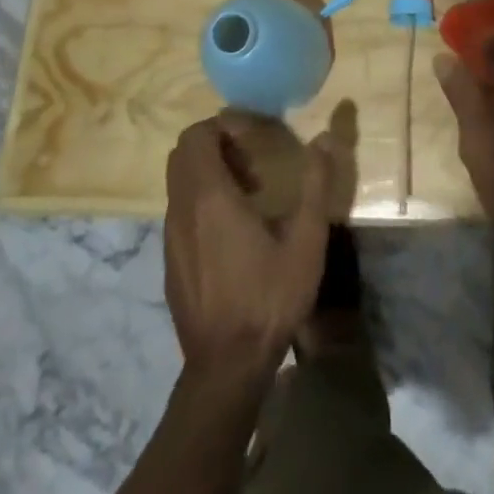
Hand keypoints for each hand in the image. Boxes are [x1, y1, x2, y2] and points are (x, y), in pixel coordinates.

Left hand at [163, 117, 331, 385]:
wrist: (226, 366)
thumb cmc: (269, 298)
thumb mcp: (306, 240)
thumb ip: (315, 184)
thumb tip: (324, 138)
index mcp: (210, 198)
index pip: (195, 137)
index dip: (222, 126)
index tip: (253, 137)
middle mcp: (181, 211)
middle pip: (182, 154)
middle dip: (214, 145)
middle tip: (252, 161)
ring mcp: (170, 238)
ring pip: (178, 183)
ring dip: (208, 174)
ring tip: (249, 194)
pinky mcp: (169, 261)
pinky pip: (179, 212)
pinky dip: (200, 202)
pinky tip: (233, 232)